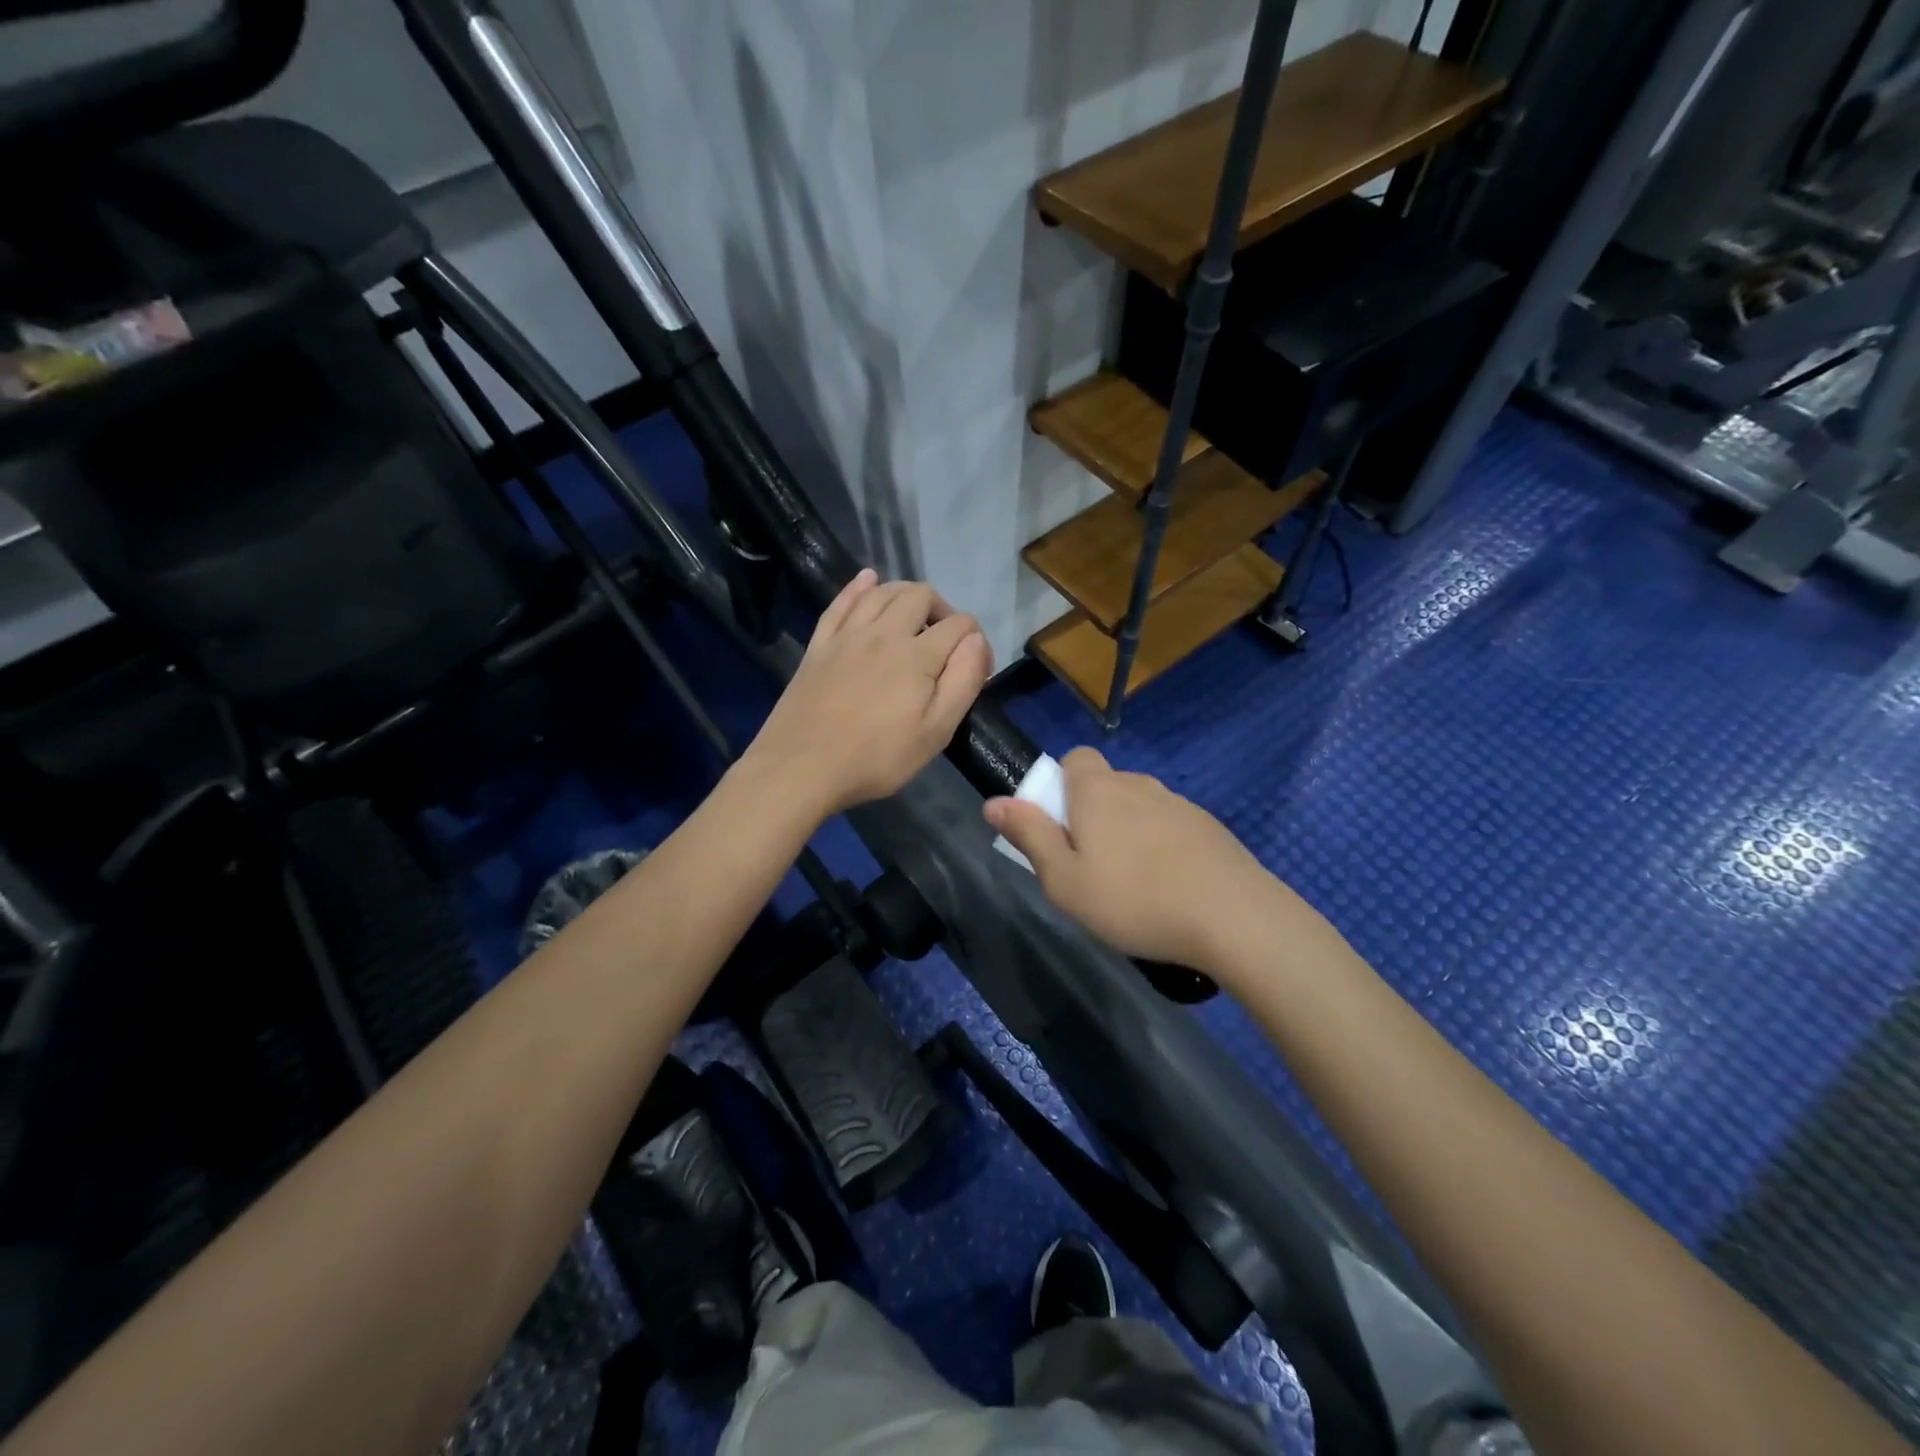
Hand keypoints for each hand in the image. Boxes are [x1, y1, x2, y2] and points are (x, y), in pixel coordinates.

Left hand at [747, 570, 992, 815]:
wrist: (801, 767)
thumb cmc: (876, 757)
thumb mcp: (936, 731)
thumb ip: (963, 681)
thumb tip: (976, 640)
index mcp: (917, 655)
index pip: (959, 625)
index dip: (978, 642)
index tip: (977, 671)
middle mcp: (884, 632)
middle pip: (921, 595)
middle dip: (943, 611)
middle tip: (945, 644)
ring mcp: (847, 635)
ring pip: (882, 591)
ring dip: (906, 594)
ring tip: (915, 617)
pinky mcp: (819, 644)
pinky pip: (842, 602)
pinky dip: (859, 587)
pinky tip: (868, 581)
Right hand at [984, 747, 1274, 970]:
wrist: (1234, 917)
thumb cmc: (1133, 899)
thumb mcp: (1064, 880)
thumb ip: (1029, 836)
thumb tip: (993, 802)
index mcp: (1098, 790)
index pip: (1074, 758)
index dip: (1061, 785)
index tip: (1061, 827)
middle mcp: (1139, 785)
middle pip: (1105, 786)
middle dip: (1092, 816)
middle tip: (1090, 868)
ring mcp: (1179, 804)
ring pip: (1139, 809)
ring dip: (1128, 834)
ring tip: (1132, 887)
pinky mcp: (1209, 828)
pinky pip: (1170, 828)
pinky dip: (1161, 849)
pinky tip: (1169, 890)